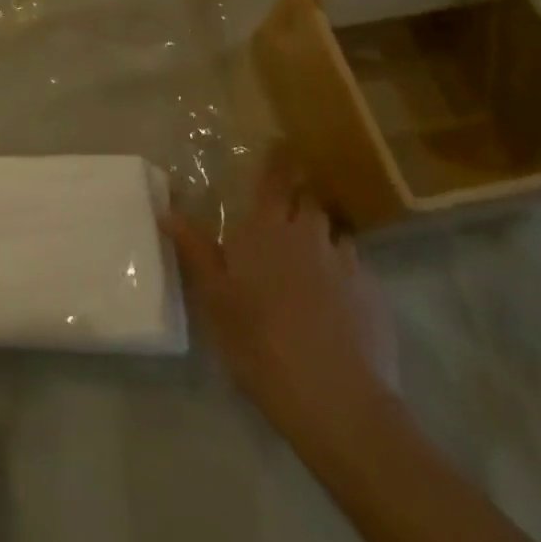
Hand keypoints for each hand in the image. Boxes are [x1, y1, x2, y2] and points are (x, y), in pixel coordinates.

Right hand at [162, 146, 397, 443]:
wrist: (336, 399)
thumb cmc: (260, 341)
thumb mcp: (215, 297)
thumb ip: (194, 249)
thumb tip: (166, 208)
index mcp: (267, 229)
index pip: (274, 179)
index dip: (277, 159)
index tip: (281, 142)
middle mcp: (309, 234)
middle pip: (309, 201)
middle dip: (300, 201)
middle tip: (287, 216)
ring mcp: (347, 264)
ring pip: (335, 235)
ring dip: (324, 240)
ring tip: (314, 266)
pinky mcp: (375, 296)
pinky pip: (357, 271)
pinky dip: (346, 277)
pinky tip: (339, 306)